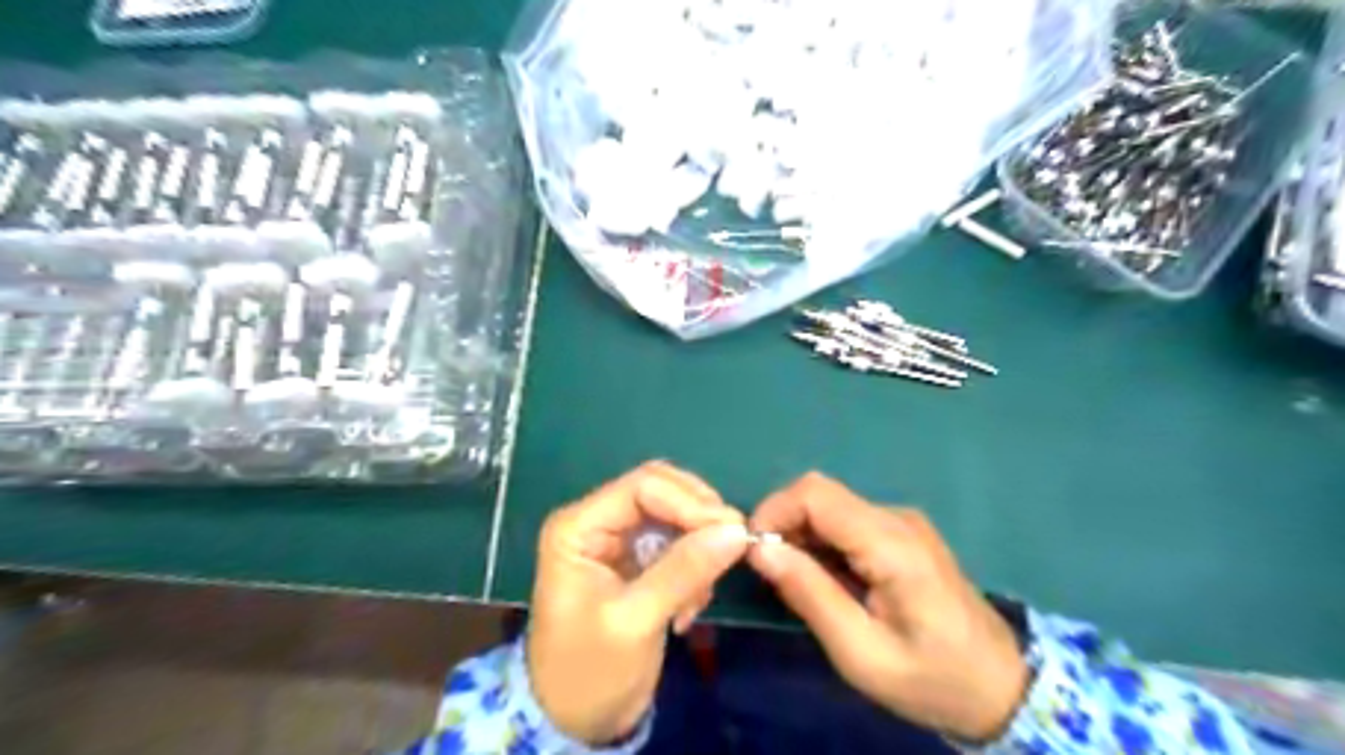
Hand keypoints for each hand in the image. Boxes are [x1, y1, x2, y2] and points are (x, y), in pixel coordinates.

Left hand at [531, 464, 752, 744]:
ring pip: (674, 514)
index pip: (642, 487)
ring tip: (700, 596)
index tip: (732, 531)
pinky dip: (695, 565)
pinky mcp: (636, 560)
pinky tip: (690, 607)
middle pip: (660, 491)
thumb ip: (684, 571)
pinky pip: (677, 542)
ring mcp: (617, 539)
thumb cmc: (590, 671)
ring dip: (698, 545)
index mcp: (578, 527)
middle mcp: (596, 521)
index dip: (690, 502)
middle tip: (733, 547)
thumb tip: (736, 531)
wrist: (575, 720)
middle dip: (699, 517)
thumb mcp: (635, 622)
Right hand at [747, 475, 1030, 739]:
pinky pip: (847, 521)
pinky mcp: (902, 533)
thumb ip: (809, 594)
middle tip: (773, 575)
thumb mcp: (861, 652)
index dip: (773, 511)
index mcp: (891, 544)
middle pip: (821, 495)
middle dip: (784, 525)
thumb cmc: (931, 679)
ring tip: (798, 585)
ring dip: (801, 536)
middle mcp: (897, 518)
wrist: (1001, 688)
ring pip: (831, 506)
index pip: (815, 494)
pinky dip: (822, 542)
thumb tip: (759, 547)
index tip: (754, 553)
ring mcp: (903, 522)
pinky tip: (826, 581)